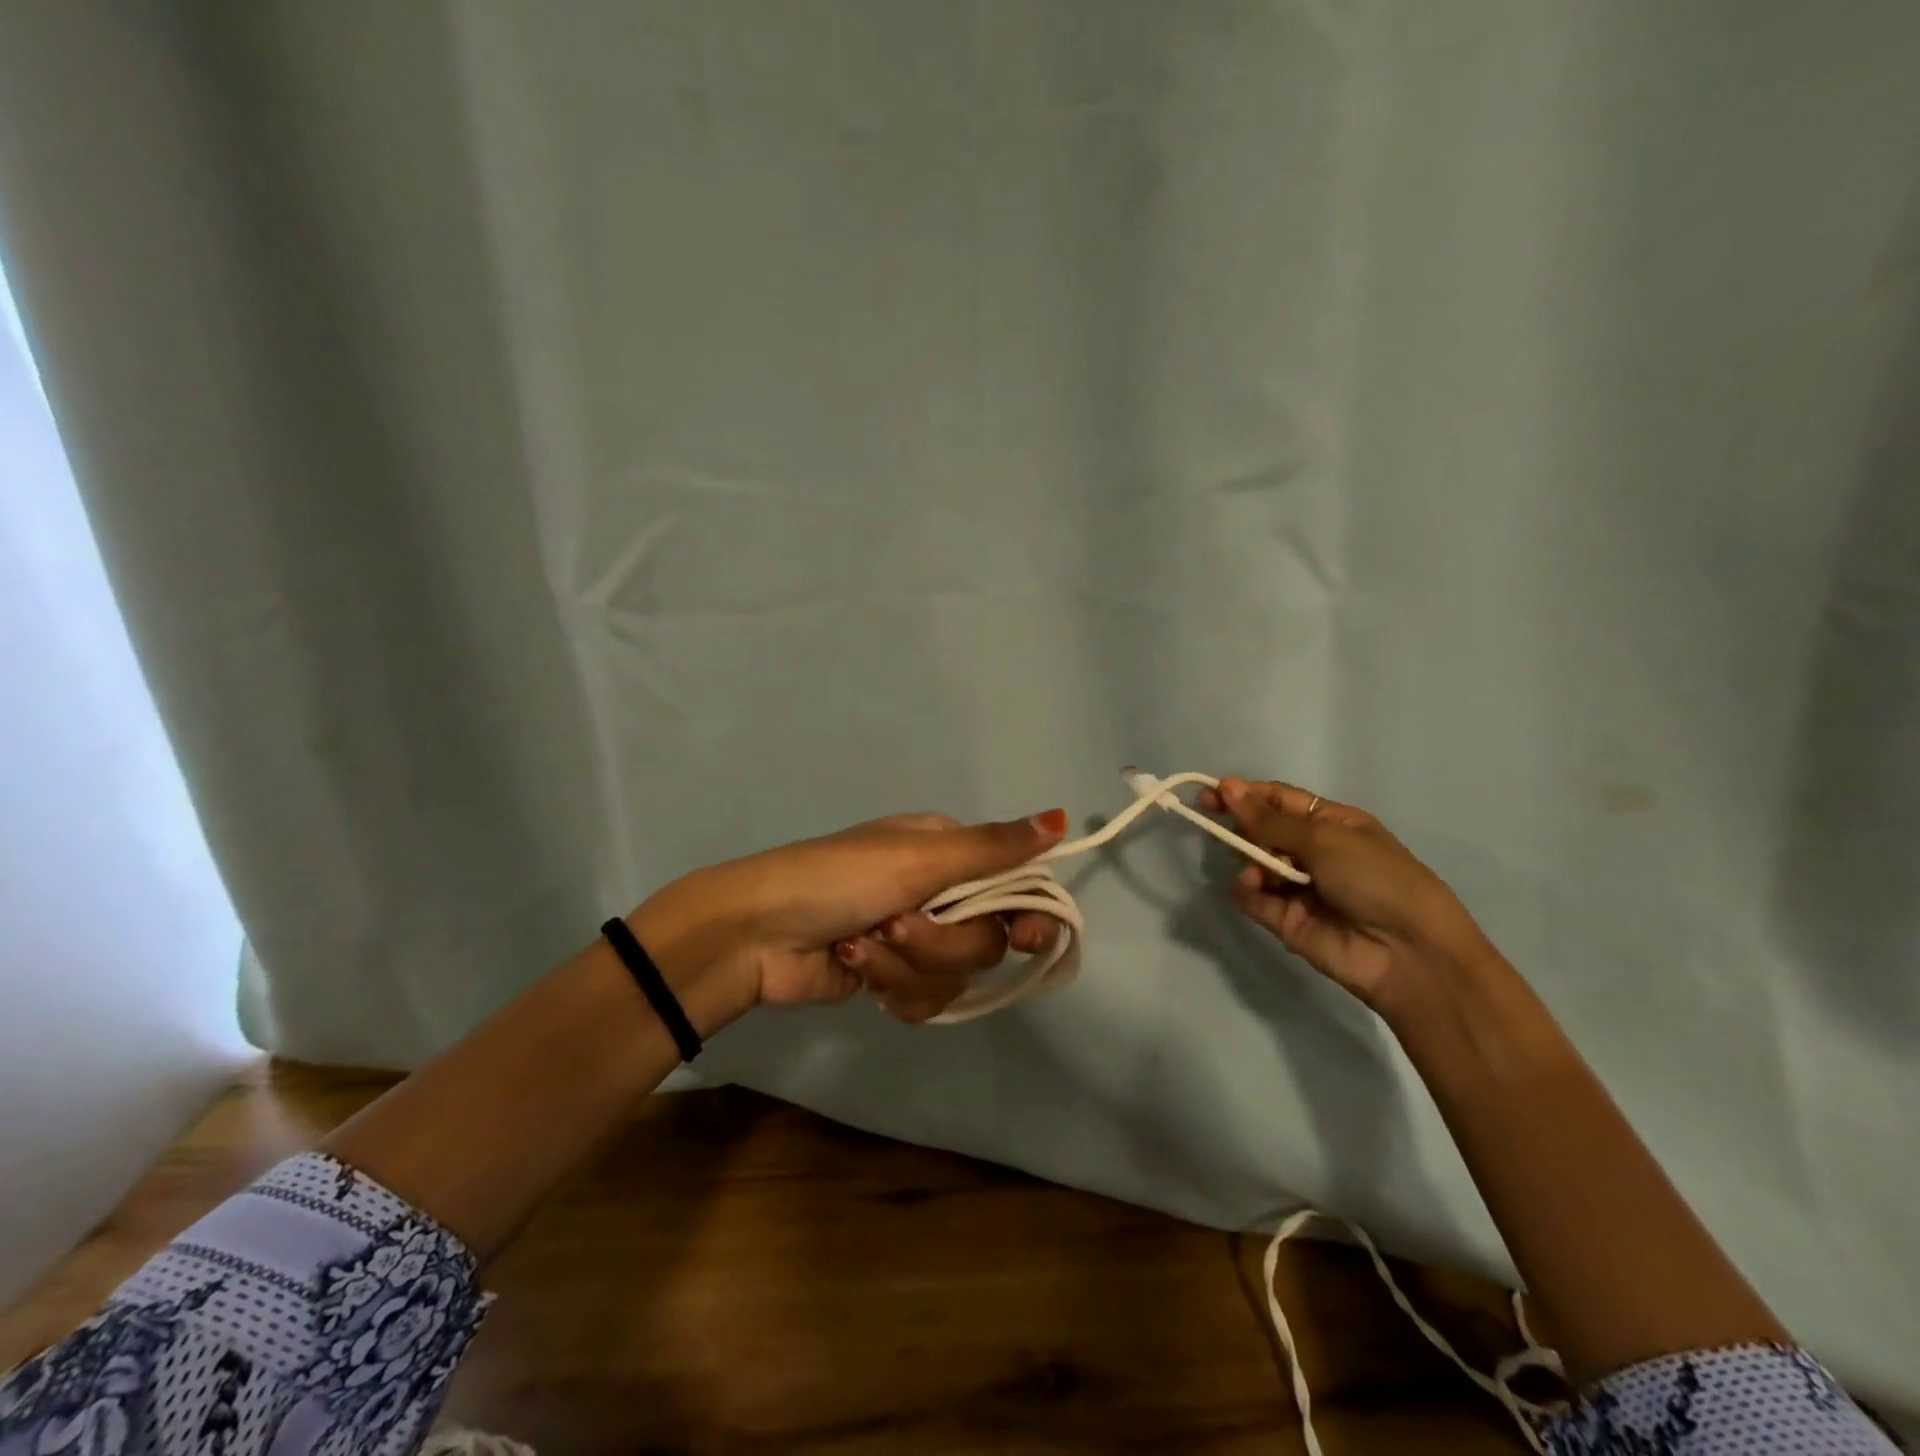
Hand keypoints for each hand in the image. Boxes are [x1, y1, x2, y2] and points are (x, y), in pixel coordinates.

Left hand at [631, 809, 1067, 1022]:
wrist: (758, 933)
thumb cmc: (839, 878)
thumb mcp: (919, 856)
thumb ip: (994, 847)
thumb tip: (1061, 817)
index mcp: (948, 852)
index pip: (1016, 884)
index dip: (1027, 914)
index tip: (1025, 935)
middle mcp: (939, 892)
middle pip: (987, 938)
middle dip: (941, 942)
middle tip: (897, 924)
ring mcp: (915, 939)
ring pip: (955, 974)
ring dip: (907, 965)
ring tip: (861, 946)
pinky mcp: (892, 979)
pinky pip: (926, 999)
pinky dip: (893, 988)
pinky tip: (858, 970)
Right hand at [1201, 778, 1490, 1010]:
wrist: (1408, 953)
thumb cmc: (1375, 878)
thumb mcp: (1324, 838)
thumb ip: (1268, 819)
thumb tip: (1227, 787)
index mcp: (1332, 824)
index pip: (1279, 801)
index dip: (1245, 794)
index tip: (1210, 792)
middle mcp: (1314, 853)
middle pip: (1263, 831)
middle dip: (1239, 824)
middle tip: (1210, 818)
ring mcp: (1298, 888)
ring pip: (1254, 864)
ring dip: (1247, 859)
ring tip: (1254, 869)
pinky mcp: (1285, 920)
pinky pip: (1253, 898)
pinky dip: (1246, 890)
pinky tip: (1252, 886)